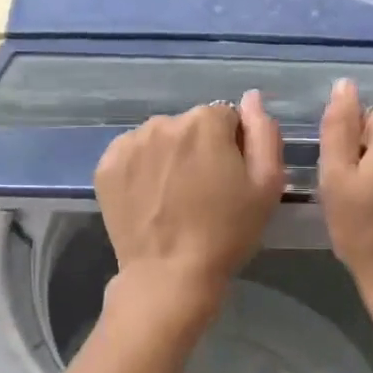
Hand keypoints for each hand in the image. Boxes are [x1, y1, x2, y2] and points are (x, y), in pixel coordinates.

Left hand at [94, 91, 284, 306]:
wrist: (170, 275)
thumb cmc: (226, 232)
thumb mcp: (267, 185)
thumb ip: (264, 133)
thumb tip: (251, 98)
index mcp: (205, 122)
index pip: (226, 118)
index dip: (232, 147)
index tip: (229, 178)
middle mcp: (164, 122)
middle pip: (190, 126)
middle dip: (198, 148)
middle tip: (202, 191)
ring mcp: (130, 143)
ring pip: (159, 138)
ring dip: (168, 156)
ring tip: (174, 196)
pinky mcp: (106, 166)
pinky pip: (131, 154)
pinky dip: (141, 169)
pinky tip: (150, 198)